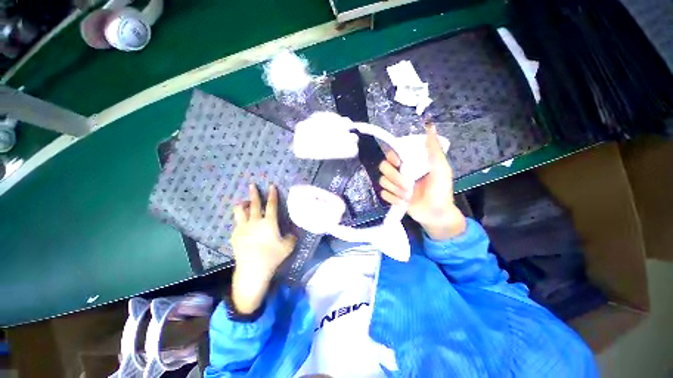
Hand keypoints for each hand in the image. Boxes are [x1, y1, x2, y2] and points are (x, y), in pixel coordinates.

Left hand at [230, 183, 295, 313]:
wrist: (252, 270)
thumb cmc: (272, 257)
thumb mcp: (288, 247)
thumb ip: (292, 237)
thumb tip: (293, 233)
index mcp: (269, 222)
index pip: (271, 204)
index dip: (272, 194)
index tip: (271, 186)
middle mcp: (255, 221)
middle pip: (253, 203)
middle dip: (254, 193)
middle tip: (252, 185)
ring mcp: (243, 228)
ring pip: (239, 211)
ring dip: (242, 204)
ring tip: (244, 202)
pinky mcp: (235, 235)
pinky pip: (236, 223)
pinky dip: (240, 219)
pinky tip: (243, 223)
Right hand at [378, 124, 465, 239]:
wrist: (436, 214)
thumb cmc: (441, 190)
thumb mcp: (441, 168)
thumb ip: (434, 150)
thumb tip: (430, 127)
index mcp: (410, 163)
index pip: (391, 154)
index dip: (391, 157)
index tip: (399, 163)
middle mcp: (399, 172)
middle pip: (383, 167)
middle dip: (395, 178)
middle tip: (408, 185)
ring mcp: (394, 185)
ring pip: (382, 181)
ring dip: (396, 190)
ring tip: (409, 196)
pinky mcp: (391, 197)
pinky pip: (383, 194)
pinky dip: (394, 199)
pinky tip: (404, 203)